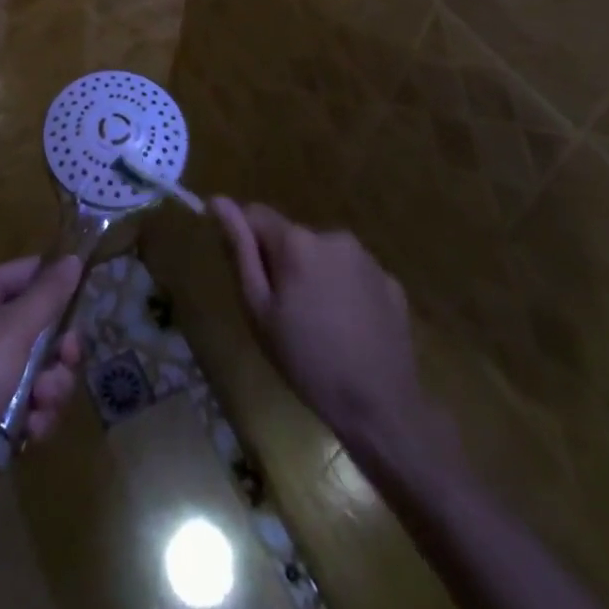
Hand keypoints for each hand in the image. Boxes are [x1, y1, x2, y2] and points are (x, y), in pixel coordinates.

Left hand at [0, 255, 83, 510]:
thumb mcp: (16, 327)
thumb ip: (49, 293)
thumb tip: (72, 257)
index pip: (29, 272)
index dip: (57, 286)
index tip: (85, 302)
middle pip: (40, 324)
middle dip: (58, 350)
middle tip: (66, 361)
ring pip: (39, 367)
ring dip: (50, 387)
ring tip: (40, 404)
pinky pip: (28, 400)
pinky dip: (35, 414)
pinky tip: (31, 429)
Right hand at [210, 198, 453, 463]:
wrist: (380, 408)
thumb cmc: (306, 360)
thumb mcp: (258, 309)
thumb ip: (239, 249)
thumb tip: (218, 201)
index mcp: (297, 241)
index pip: (256, 215)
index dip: (246, 242)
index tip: (250, 278)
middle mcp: (333, 236)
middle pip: (292, 237)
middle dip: (283, 263)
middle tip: (285, 313)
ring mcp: (367, 258)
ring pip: (324, 255)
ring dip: (314, 275)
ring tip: (319, 325)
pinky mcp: (390, 281)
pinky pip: (354, 274)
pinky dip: (345, 292)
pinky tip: (349, 329)